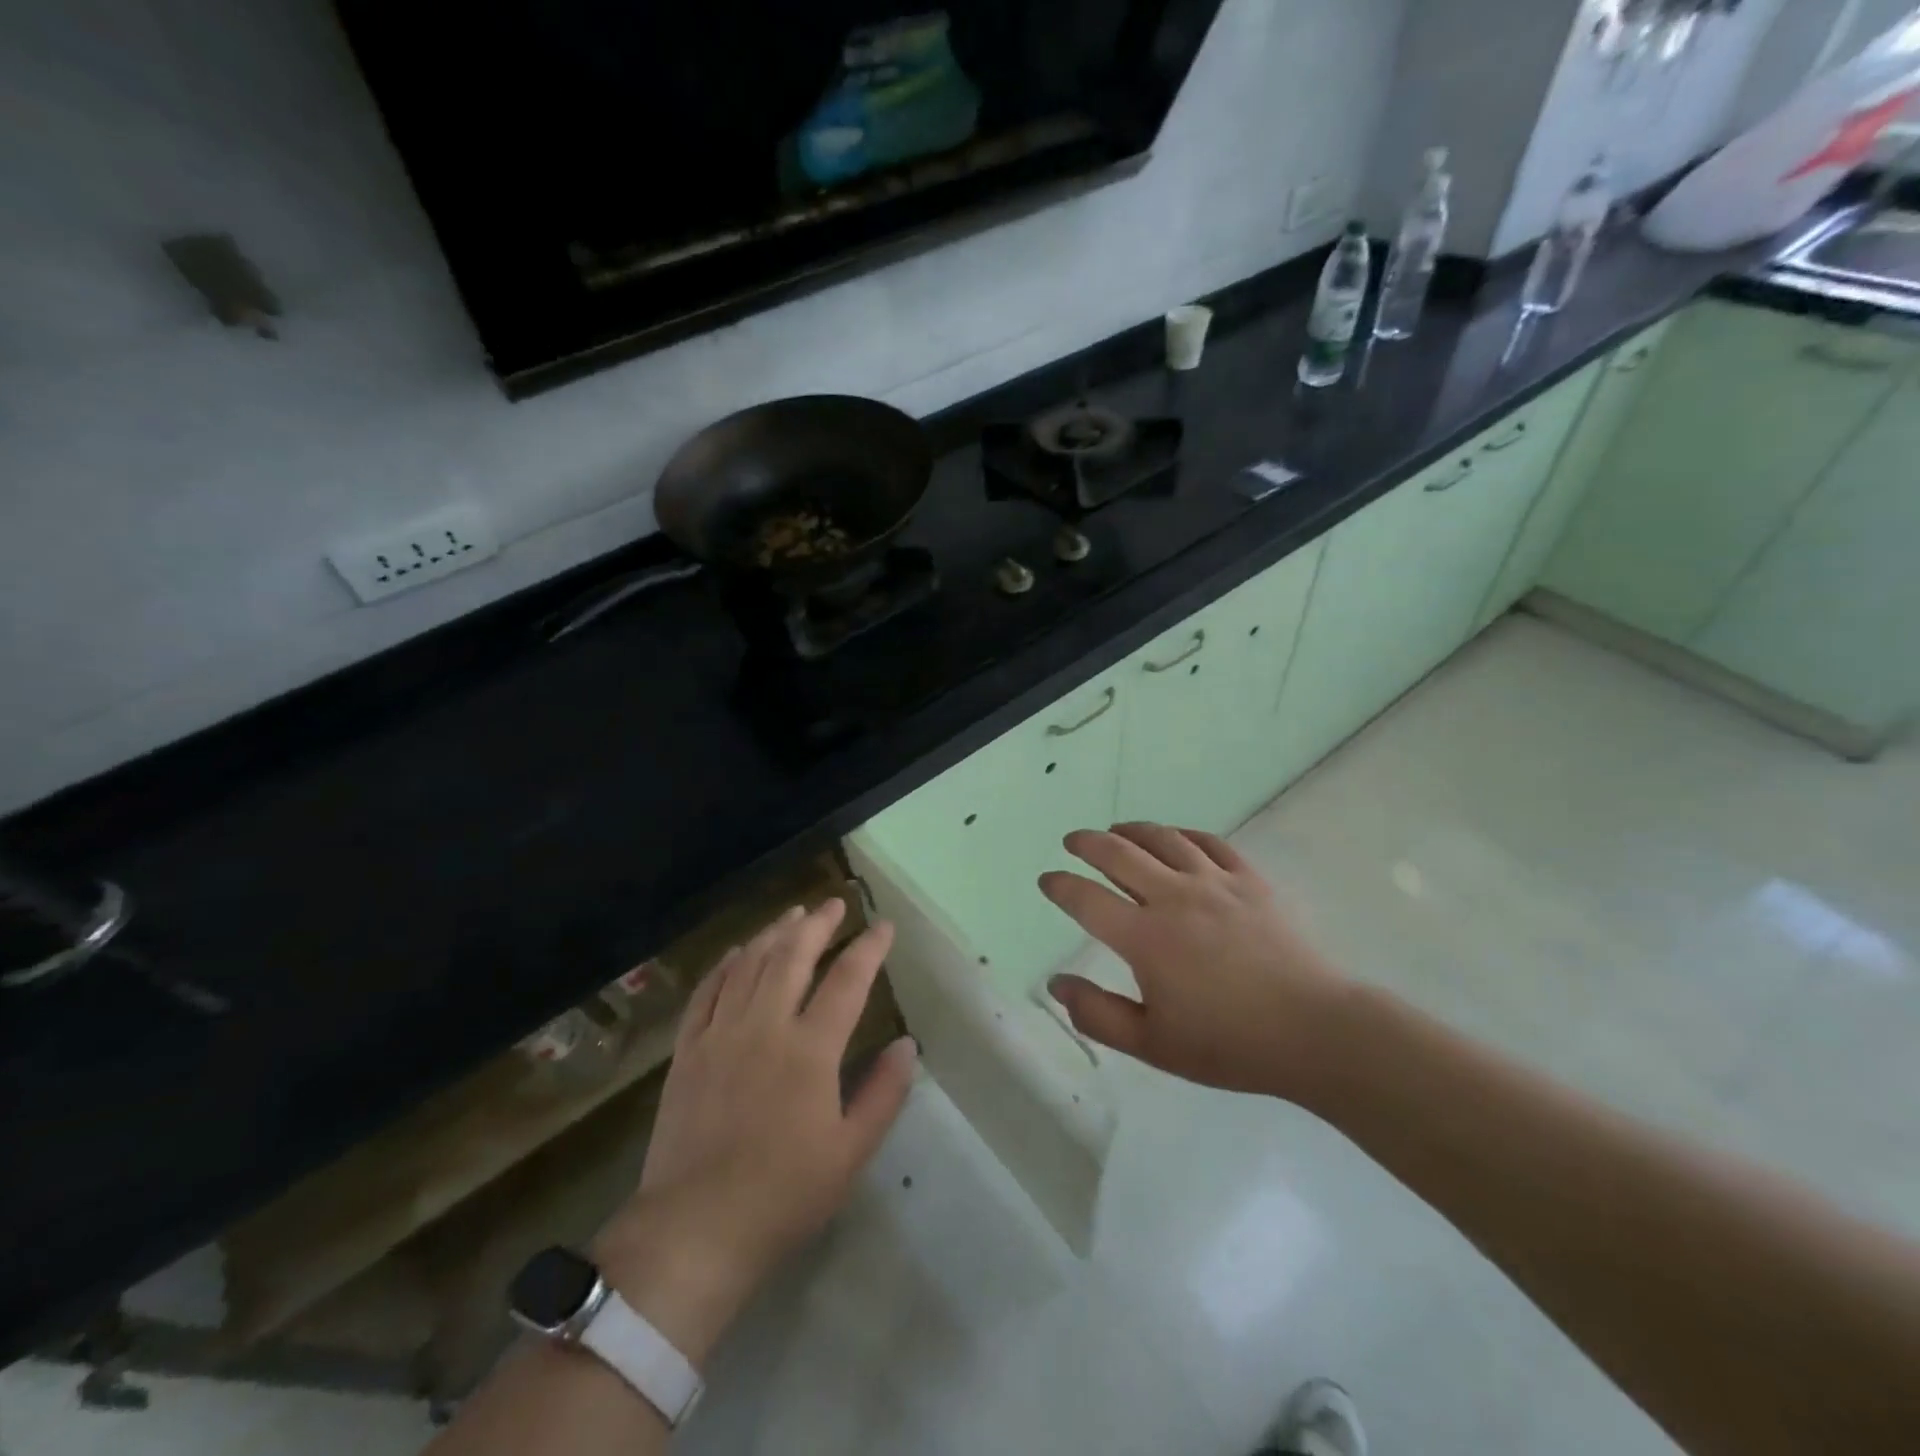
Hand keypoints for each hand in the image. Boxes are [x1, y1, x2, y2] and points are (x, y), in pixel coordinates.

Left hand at [593, 899, 915, 1363]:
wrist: (694, 1229)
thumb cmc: (783, 1194)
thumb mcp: (850, 1152)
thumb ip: (883, 1093)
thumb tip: (907, 1044)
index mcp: (810, 1049)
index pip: (847, 980)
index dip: (869, 947)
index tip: (883, 925)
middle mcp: (765, 1026)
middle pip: (793, 956)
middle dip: (818, 924)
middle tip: (834, 904)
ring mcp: (720, 1034)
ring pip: (749, 965)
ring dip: (773, 934)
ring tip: (793, 915)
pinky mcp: (688, 1051)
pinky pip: (707, 992)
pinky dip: (725, 965)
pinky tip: (737, 952)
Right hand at [1040, 823, 1346, 1101]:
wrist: (1315, 1031)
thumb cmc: (1229, 1044)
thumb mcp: (1153, 1045)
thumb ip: (1098, 1014)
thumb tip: (1056, 984)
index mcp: (1145, 938)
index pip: (1086, 899)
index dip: (1060, 886)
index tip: (1047, 880)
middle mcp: (1173, 897)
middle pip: (1119, 854)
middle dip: (1088, 843)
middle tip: (1074, 841)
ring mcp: (1214, 883)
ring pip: (1163, 839)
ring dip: (1132, 830)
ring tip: (1118, 831)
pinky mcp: (1249, 880)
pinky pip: (1209, 842)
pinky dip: (1183, 834)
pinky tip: (1176, 838)